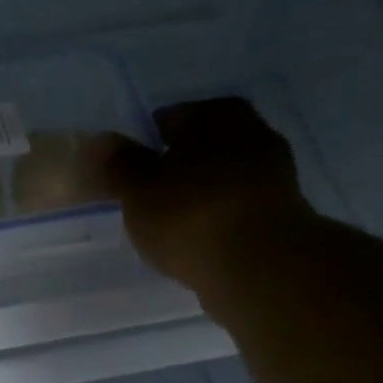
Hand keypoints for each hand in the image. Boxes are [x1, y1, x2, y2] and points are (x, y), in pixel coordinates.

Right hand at [104, 97, 314, 312]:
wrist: (258, 268)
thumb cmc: (190, 216)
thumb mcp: (139, 190)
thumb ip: (120, 164)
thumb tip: (101, 140)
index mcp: (218, 114)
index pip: (172, 117)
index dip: (147, 143)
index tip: (130, 171)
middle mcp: (253, 133)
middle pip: (202, 148)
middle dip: (177, 169)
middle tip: (148, 198)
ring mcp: (274, 176)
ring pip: (221, 180)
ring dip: (199, 197)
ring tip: (171, 226)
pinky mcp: (281, 216)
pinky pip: (236, 211)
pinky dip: (217, 222)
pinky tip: (198, 243)